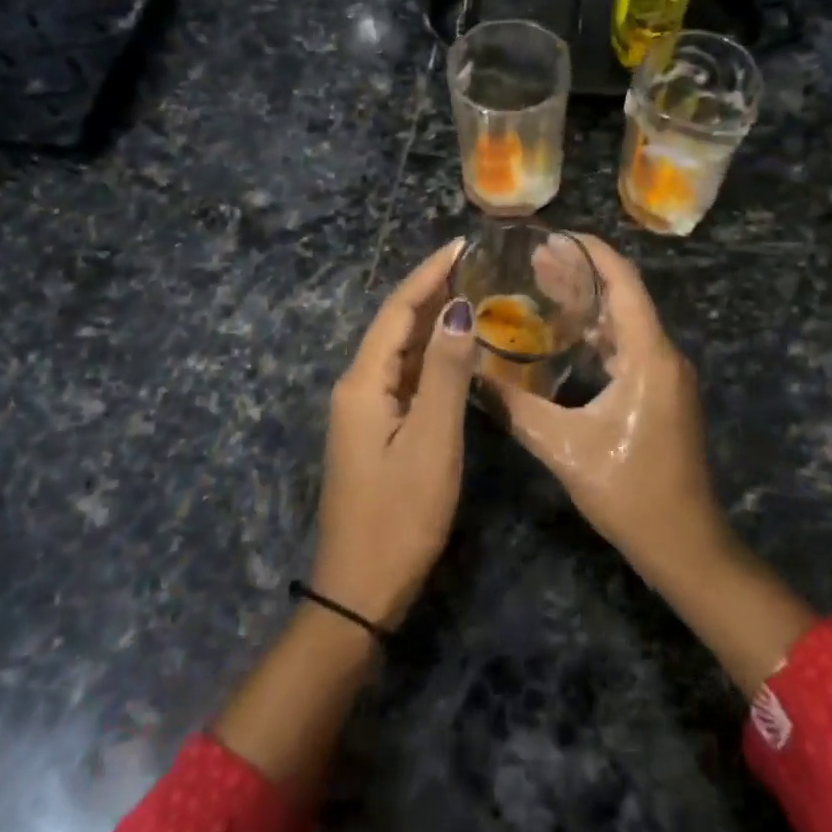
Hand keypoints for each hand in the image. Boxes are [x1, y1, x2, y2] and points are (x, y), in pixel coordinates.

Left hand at [312, 241, 476, 628]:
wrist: (360, 589)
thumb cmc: (400, 516)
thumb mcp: (432, 442)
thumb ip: (447, 374)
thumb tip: (459, 310)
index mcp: (363, 382)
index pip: (397, 311)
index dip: (428, 274)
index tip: (461, 243)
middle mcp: (356, 387)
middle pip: (395, 326)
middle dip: (431, 290)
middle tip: (475, 264)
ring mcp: (363, 411)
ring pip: (400, 352)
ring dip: (432, 322)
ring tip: (472, 294)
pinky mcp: (375, 431)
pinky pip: (404, 379)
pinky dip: (431, 358)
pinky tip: (457, 352)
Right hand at [489, 235, 732, 587]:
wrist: (684, 546)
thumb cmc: (629, 493)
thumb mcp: (564, 447)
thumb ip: (514, 407)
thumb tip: (471, 373)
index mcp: (648, 356)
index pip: (622, 281)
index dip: (589, 251)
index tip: (550, 235)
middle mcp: (662, 355)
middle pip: (622, 296)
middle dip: (580, 273)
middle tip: (532, 259)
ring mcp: (664, 376)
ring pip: (624, 323)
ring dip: (587, 304)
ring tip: (540, 285)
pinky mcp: (659, 394)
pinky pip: (627, 348)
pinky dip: (596, 334)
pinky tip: (563, 336)